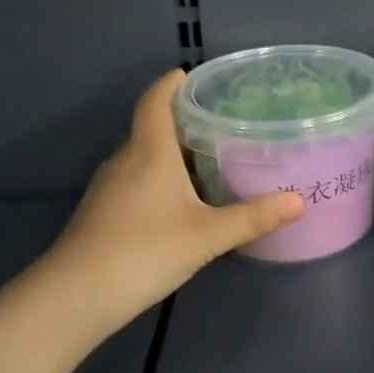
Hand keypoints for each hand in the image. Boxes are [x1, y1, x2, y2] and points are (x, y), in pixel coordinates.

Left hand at [42, 70, 303, 330]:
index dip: (170, 83)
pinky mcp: (102, 212)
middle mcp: (125, 160)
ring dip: (170, 149)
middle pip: (151, 126)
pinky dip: (158, 174)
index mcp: (149, 152)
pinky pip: (135, 178)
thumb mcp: (207, 236)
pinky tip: (180, 198)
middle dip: (181, 117)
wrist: (73, 298)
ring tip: (208, 154)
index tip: (191, 74)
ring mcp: (109, 187)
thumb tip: (300, 201)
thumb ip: (253, 218)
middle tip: (219, 118)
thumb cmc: (143, 251)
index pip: (155, 101)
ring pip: (143, 154)